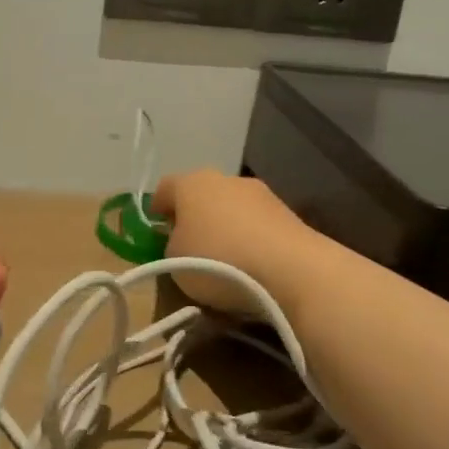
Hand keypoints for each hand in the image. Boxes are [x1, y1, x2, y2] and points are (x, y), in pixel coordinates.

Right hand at [152, 170, 318, 316]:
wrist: (291, 269)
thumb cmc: (217, 261)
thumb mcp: (173, 263)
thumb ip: (171, 247)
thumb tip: (182, 243)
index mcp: (190, 183)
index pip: (164, 188)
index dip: (157, 209)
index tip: (156, 230)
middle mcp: (225, 178)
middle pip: (201, 194)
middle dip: (194, 216)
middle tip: (189, 245)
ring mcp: (261, 193)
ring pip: (232, 207)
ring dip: (226, 226)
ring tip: (225, 260)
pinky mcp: (288, 213)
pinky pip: (258, 224)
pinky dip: (251, 238)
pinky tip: (252, 264)